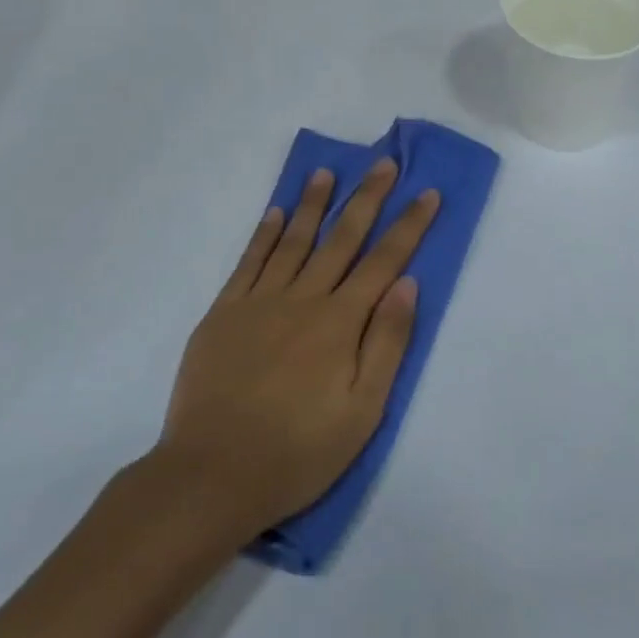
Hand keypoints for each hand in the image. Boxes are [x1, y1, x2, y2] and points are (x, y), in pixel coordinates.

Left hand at [156, 161, 435, 541]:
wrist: (211, 474)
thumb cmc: (297, 452)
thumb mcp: (361, 412)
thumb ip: (386, 343)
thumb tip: (407, 284)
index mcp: (339, 323)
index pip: (384, 262)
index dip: (409, 225)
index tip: (427, 193)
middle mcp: (302, 298)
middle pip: (342, 237)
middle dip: (367, 198)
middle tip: (384, 163)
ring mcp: (259, 301)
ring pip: (294, 240)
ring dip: (314, 203)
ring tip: (326, 171)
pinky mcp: (224, 311)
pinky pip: (249, 261)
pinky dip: (265, 233)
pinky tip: (276, 213)